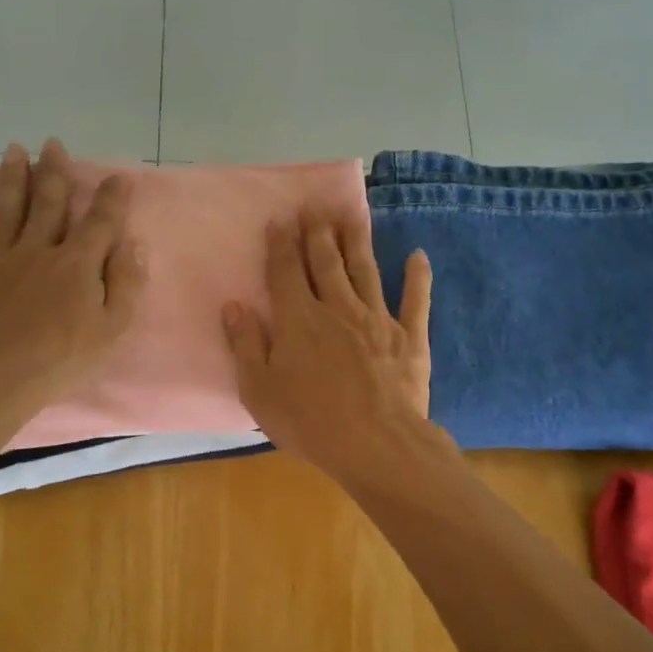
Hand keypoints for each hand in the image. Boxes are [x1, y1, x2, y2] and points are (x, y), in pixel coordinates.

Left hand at [0, 139, 144, 420]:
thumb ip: (126, 283)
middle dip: (54, 173)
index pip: (100, 223)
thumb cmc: (62, 358)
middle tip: (53, 145)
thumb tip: (134, 244)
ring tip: (14, 151)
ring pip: (7, 211)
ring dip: (13, 179)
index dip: (112, 199)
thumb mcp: (112, 329)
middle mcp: (38, 251)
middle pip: (49, 205)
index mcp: (76, 264)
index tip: (119, 176)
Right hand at [222, 212, 434, 483]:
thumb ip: (246, 345)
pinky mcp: (410, 338)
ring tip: (353, 215)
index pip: (286, 272)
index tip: (280, 219)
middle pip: (326, 263)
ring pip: (366, 271)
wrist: (375, 444)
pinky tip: (418, 256)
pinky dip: (417, 277)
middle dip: (317, 233)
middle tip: (315, 207)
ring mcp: (378, 319)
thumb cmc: (309, 422)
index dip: (282, 244)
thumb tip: (233, 305)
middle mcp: (337, 309)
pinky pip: (415, 300)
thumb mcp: (260, 390)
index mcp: (299, 320)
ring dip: (358, 241)